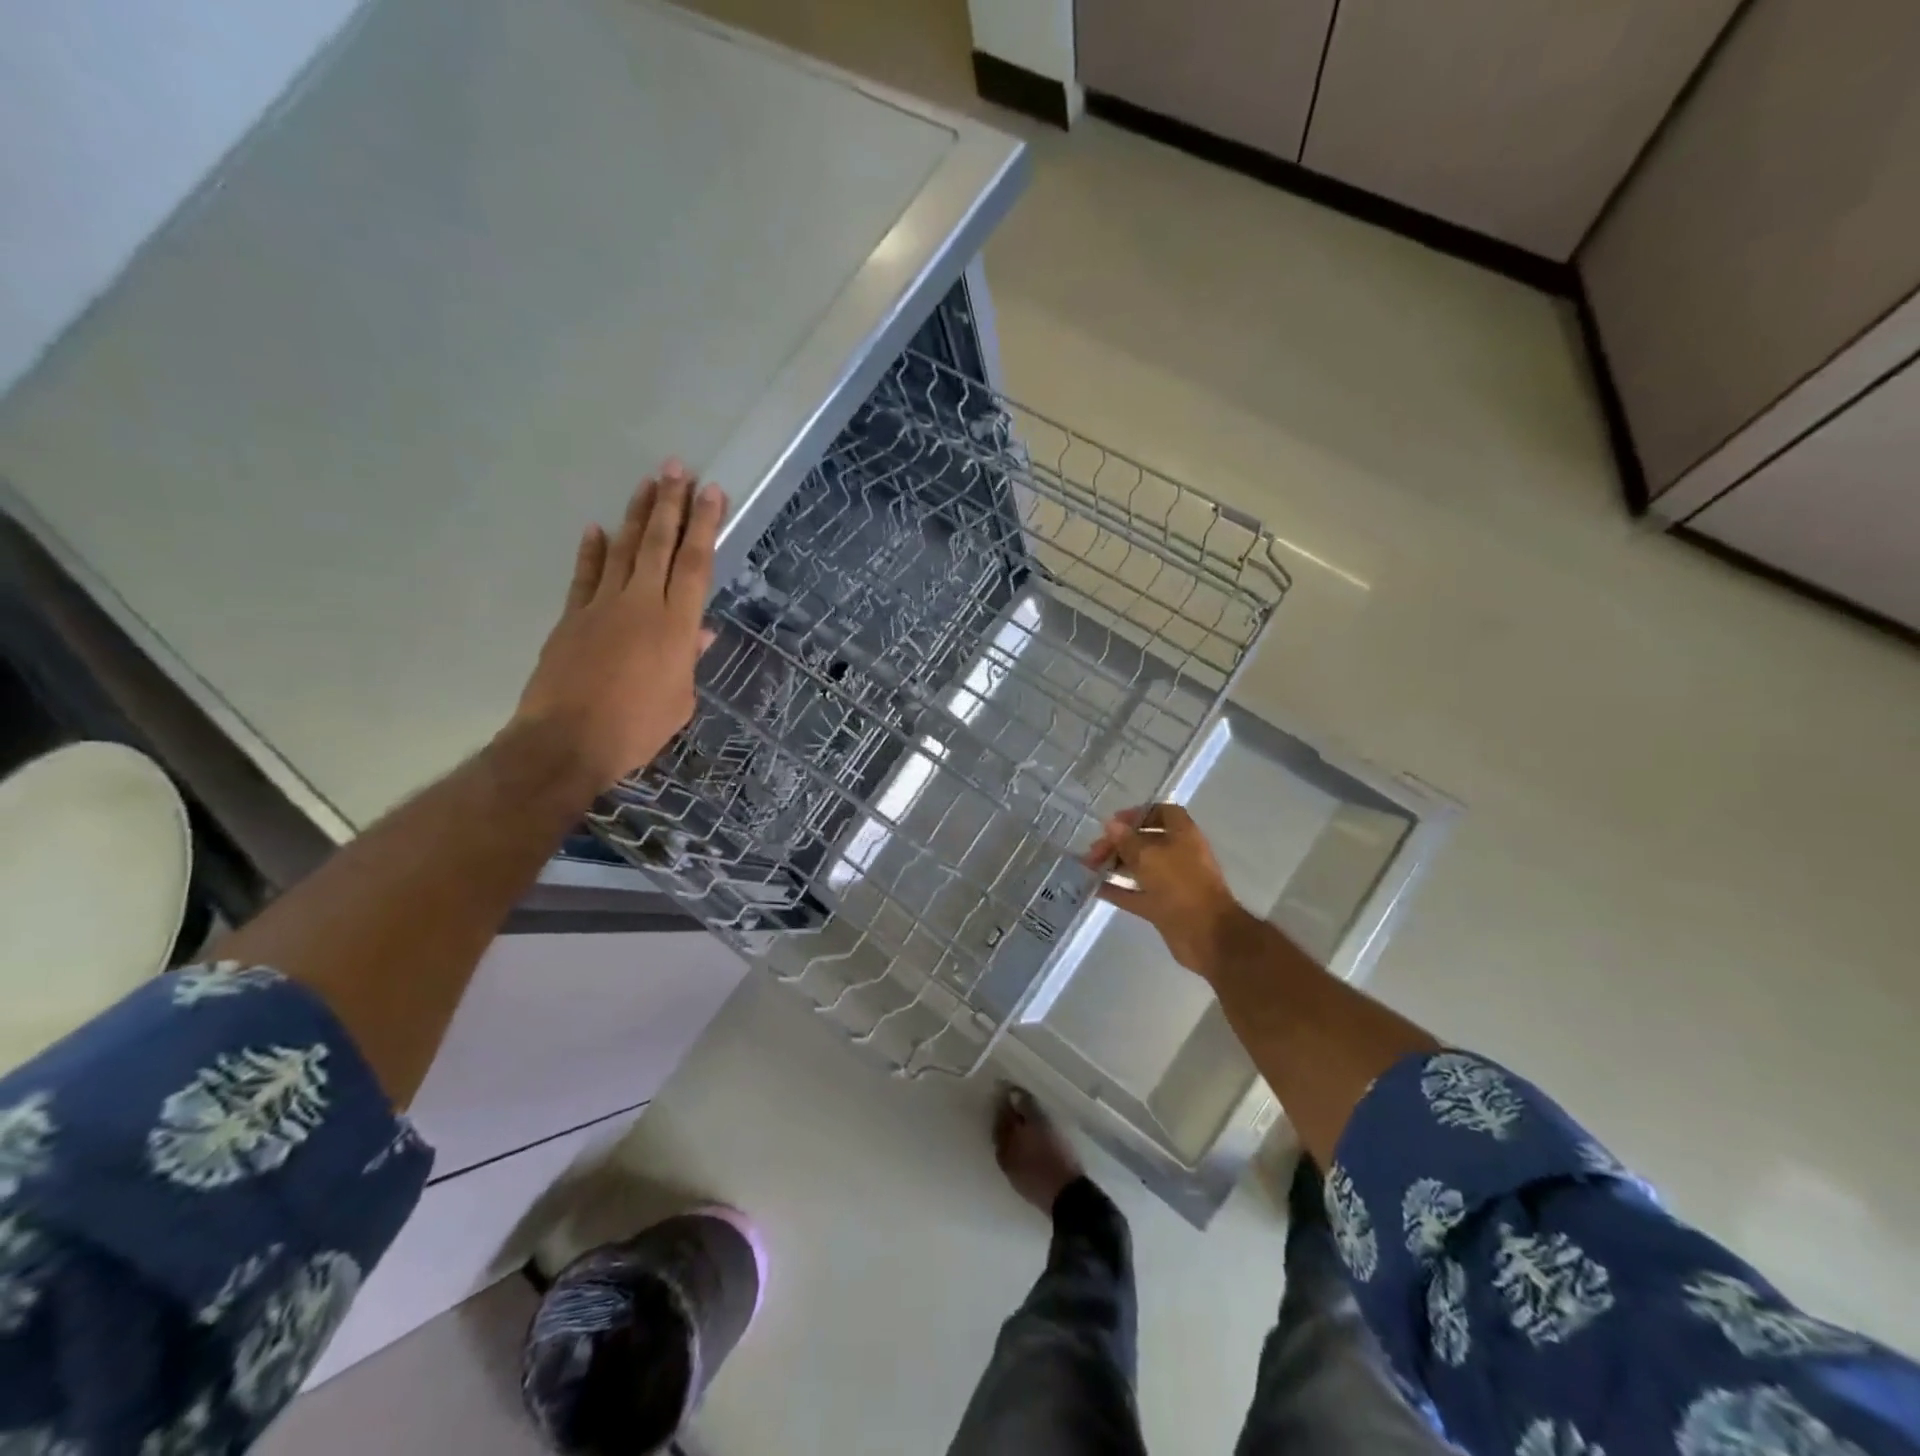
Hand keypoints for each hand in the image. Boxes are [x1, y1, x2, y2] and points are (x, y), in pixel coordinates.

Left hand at [511, 462, 724, 794]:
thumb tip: (700, 632)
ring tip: (647, 484)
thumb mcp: (679, 701)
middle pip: (658, 545)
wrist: (567, 740)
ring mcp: (602, 606)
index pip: (695, 564)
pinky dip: (591, 552)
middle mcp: (641, 604)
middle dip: (670, 504)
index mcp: (675, 626)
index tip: (712, 493)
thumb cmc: (636, 728)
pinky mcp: (572, 617)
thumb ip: (688, 661)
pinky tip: (597, 529)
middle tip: (677, 468)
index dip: (704, 526)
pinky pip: (585, 576)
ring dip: (636, 516)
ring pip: (622, 550)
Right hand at [1082, 804, 1247, 975]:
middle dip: (1118, 843)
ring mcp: (1171, 882)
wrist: (1206, 934)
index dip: (1138, 814)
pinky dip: (1118, 890)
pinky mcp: (1163, 906)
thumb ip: (1127, 840)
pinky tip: (1095, 889)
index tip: (1114, 822)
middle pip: (1145, 841)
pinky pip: (1136, 893)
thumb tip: (1111, 824)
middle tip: (1093, 852)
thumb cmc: (1180, 885)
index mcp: (1183, 835)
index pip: (1162, 812)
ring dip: (1115, 865)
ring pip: (1139, 867)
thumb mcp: (1149, 856)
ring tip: (1089, 867)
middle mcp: (1178, 854)